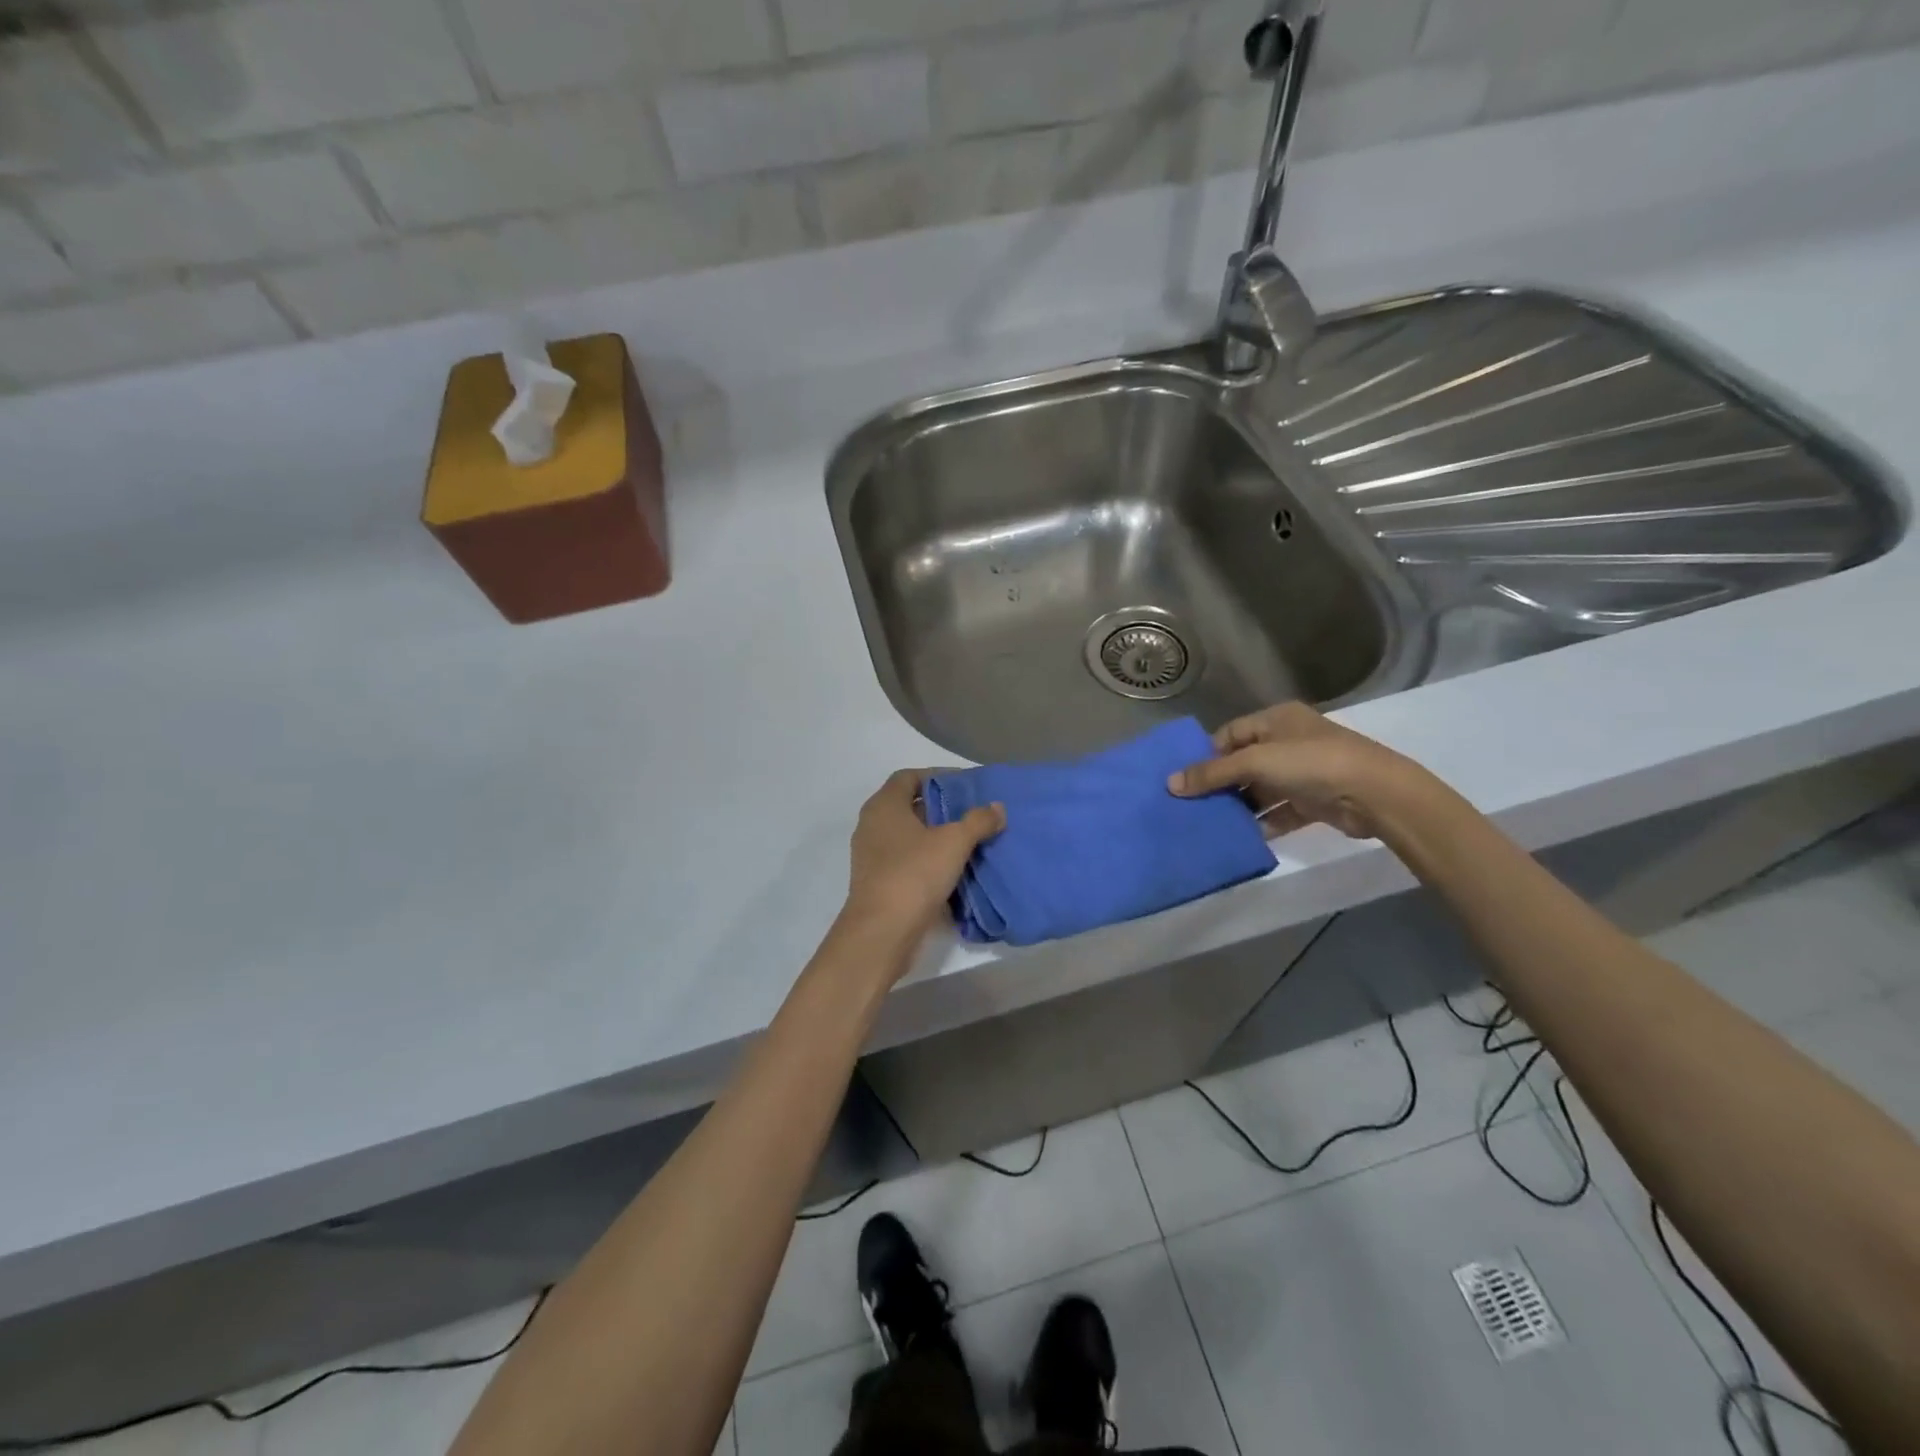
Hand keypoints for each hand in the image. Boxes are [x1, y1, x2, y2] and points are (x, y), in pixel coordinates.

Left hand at [842, 770, 1005, 938]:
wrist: (882, 932)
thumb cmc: (915, 874)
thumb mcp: (954, 842)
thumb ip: (978, 821)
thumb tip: (997, 807)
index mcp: (883, 806)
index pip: (908, 776)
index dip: (936, 776)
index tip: (964, 785)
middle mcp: (872, 825)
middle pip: (908, 805)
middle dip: (939, 807)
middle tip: (971, 812)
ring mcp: (871, 855)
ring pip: (907, 835)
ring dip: (935, 835)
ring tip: (967, 840)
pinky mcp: (877, 881)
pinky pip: (905, 859)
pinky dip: (927, 859)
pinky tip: (952, 869)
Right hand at [1166, 702, 1418, 839]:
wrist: (1375, 794)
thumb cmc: (1311, 763)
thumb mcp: (1256, 762)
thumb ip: (1213, 773)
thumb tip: (1170, 783)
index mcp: (1277, 720)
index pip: (1230, 733)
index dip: (1206, 754)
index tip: (1183, 778)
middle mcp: (1289, 742)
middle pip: (1243, 763)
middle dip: (1219, 784)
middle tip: (1190, 805)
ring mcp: (1303, 773)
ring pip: (1260, 789)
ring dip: (1240, 806)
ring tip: (1210, 823)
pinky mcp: (1314, 802)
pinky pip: (1279, 812)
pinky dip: (1263, 823)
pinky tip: (1242, 837)